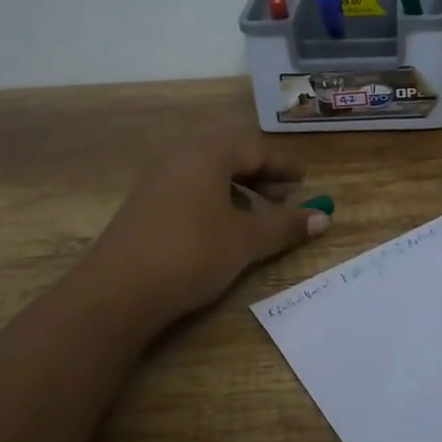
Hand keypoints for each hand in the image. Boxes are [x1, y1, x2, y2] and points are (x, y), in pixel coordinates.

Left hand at [87, 133, 330, 319]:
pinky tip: (220, 232)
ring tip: (255, 218)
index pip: (254, 150)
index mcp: (207, 154)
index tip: (303, 181)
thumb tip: (324, 217)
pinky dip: (212, 204)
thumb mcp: (247, 240)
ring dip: (236, 193)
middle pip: (228, 159)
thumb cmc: (193, 252)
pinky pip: (187, 193)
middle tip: (284, 198)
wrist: (118, 291)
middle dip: (260, 178)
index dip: (282, 167)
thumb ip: (285, 225)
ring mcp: (156, 182)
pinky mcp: (142, 208)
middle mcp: (179, 159)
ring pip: (207, 177)